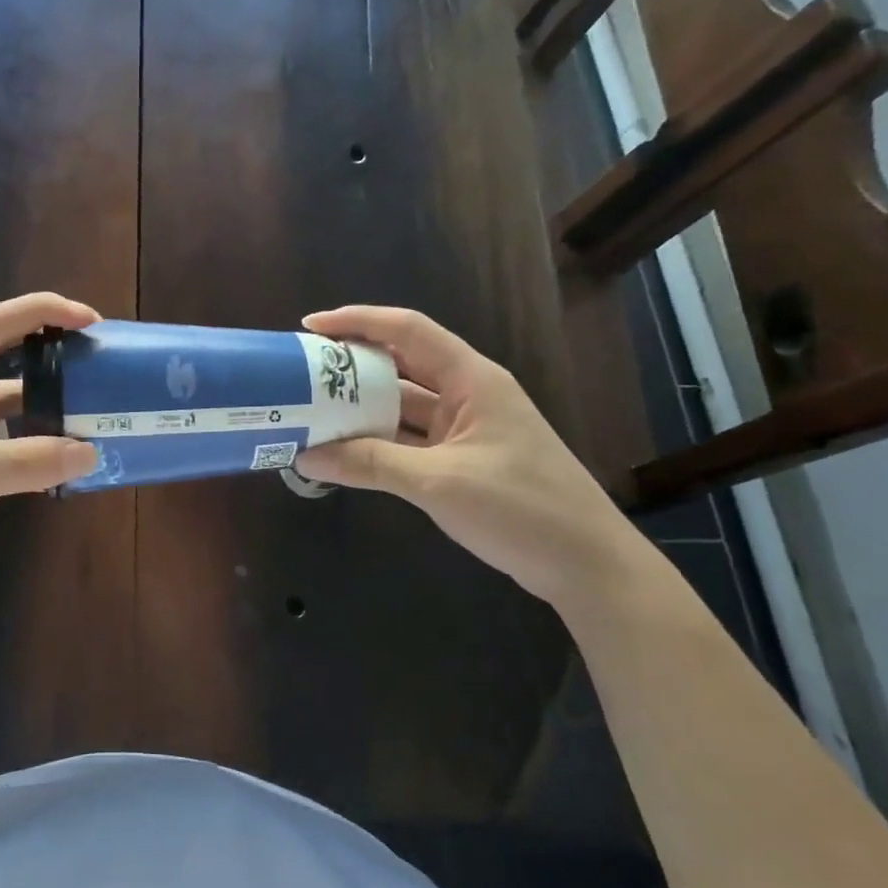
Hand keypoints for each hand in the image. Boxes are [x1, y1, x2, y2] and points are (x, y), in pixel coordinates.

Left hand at [0, 293, 99, 609]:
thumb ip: (21, 462)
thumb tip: (90, 452)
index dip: (41, 312)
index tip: (90, 319)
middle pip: (6, 360)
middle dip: (51, 356)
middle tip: (100, 364)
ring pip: (10, 408)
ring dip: (48, 410)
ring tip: (95, 415)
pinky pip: (7, 447)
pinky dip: (35, 450)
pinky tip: (65, 459)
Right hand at [292, 306, 650, 609]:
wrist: (587, 566)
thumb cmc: (521, 509)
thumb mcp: (438, 483)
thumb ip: (369, 464)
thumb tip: (304, 456)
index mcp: (471, 380)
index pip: (407, 330)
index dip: (358, 321)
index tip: (310, 327)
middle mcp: (466, 395)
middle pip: (400, 365)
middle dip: (350, 366)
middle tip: (300, 373)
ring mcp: (464, 429)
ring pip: (401, 405)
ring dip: (360, 408)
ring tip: (310, 409)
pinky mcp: (460, 460)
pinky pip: (407, 439)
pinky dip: (375, 441)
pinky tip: (341, 449)